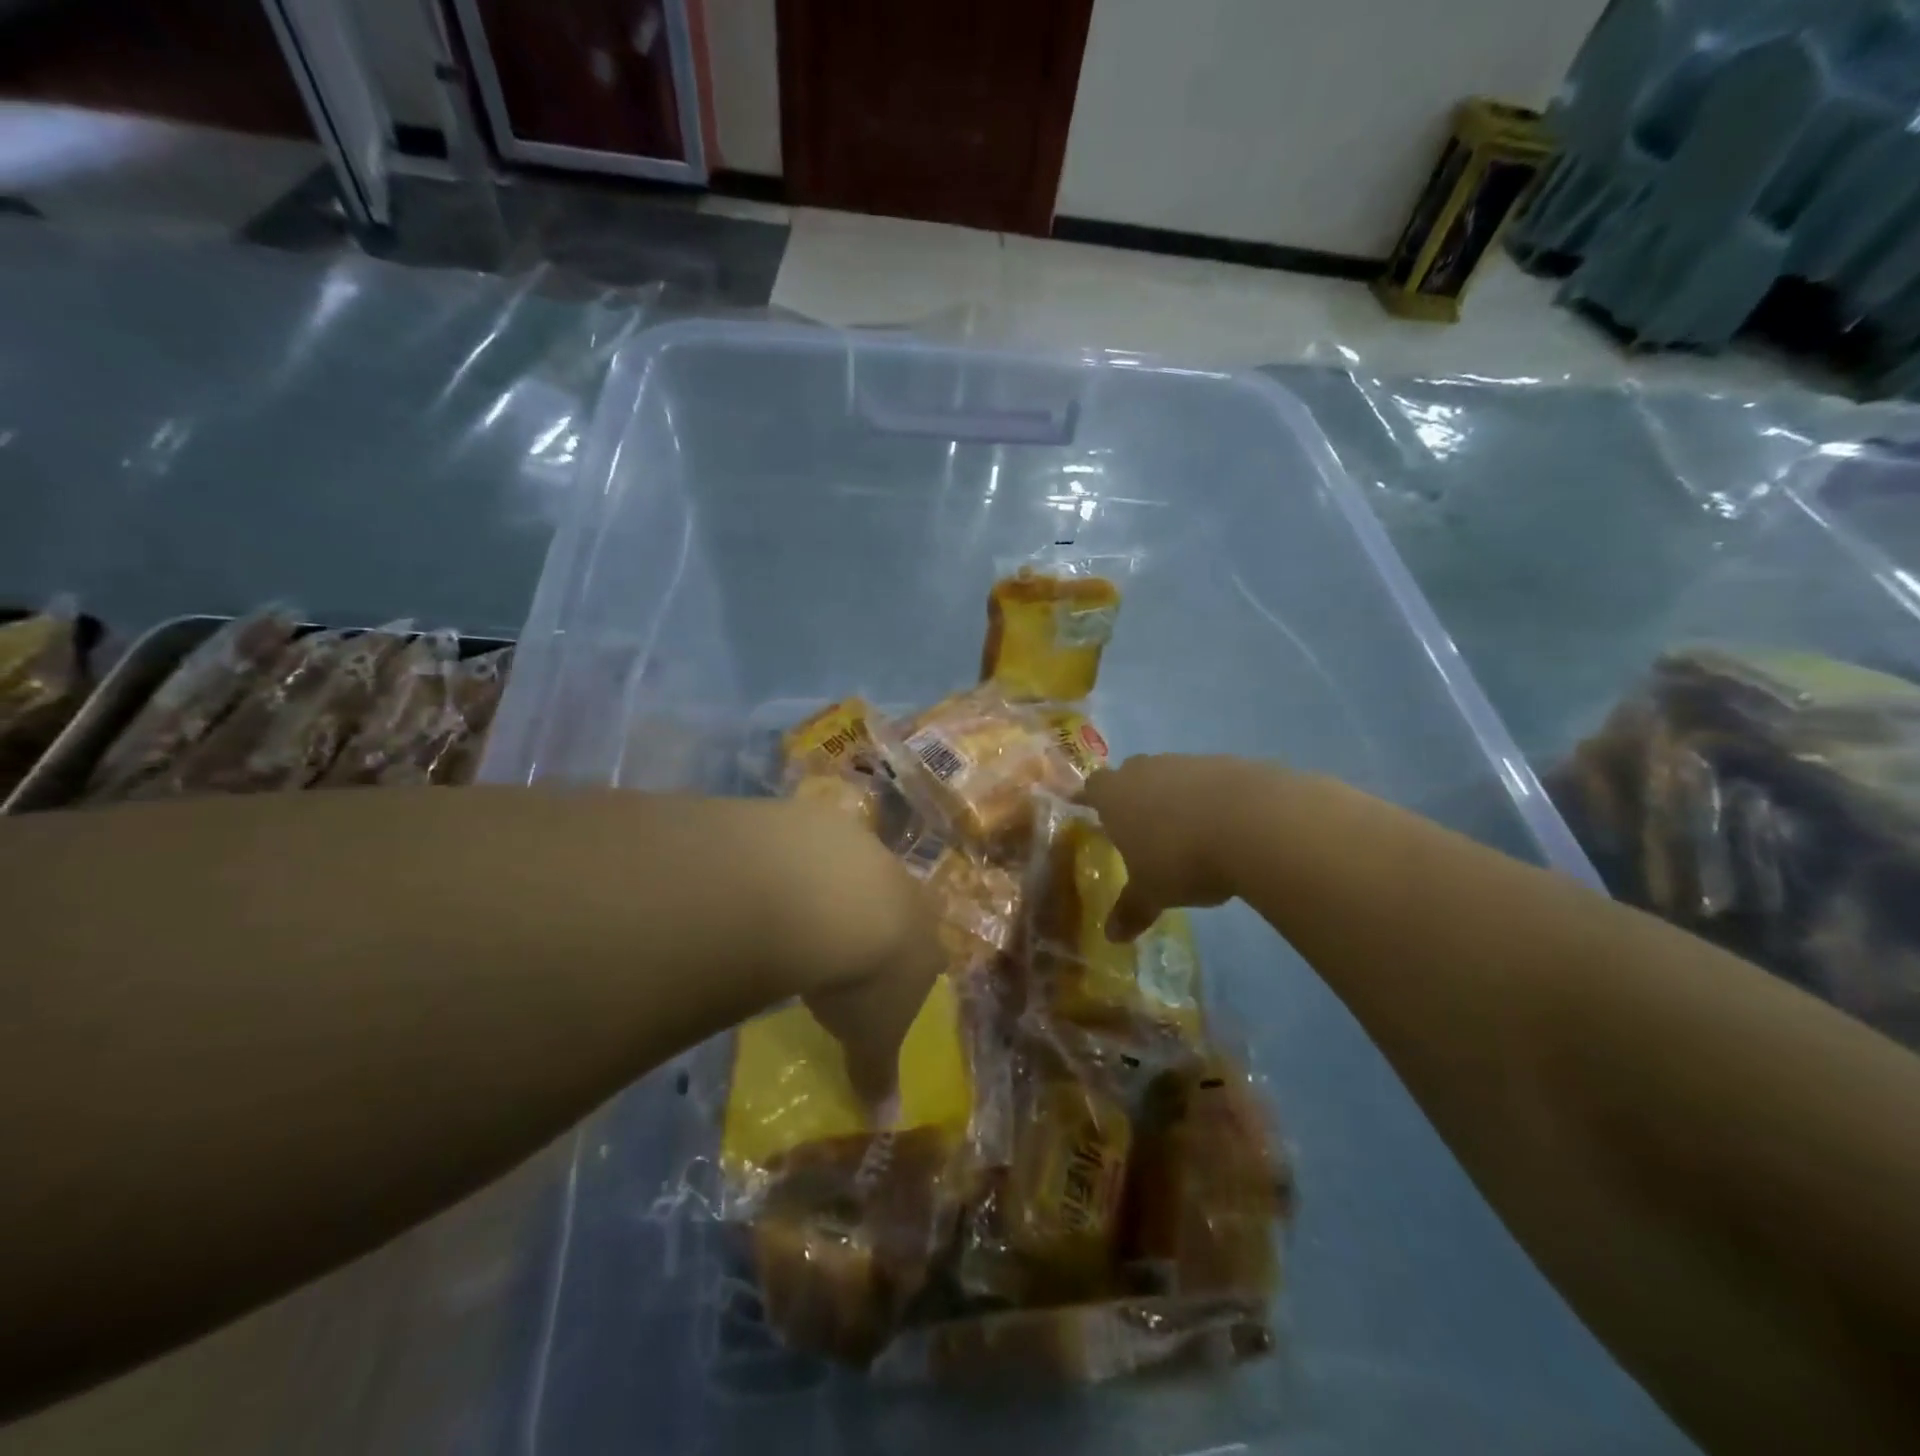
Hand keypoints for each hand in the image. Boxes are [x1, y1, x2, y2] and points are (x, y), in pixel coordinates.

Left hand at [771, 804, 943, 1106]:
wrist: (834, 900)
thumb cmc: (865, 977)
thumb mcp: (870, 1036)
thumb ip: (877, 1072)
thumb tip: (887, 1124)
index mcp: (925, 936)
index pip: (930, 951)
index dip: (912, 963)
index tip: (894, 974)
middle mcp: (904, 888)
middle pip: (901, 901)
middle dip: (882, 916)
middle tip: (851, 936)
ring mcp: (866, 851)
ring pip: (858, 869)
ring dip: (838, 885)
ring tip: (803, 908)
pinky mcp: (824, 825)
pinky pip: (814, 846)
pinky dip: (799, 861)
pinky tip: (774, 880)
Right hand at [1077, 754, 1254, 940]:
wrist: (1252, 822)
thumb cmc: (1181, 858)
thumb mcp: (1153, 893)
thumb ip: (1131, 909)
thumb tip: (1111, 936)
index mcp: (1115, 795)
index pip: (1092, 787)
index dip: (1090, 797)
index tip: (1088, 806)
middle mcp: (1146, 770)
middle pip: (1131, 774)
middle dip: (1133, 796)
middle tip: (1139, 825)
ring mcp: (1187, 762)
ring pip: (1171, 775)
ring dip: (1174, 796)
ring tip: (1186, 831)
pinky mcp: (1227, 763)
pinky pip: (1208, 780)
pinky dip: (1210, 798)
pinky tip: (1224, 825)